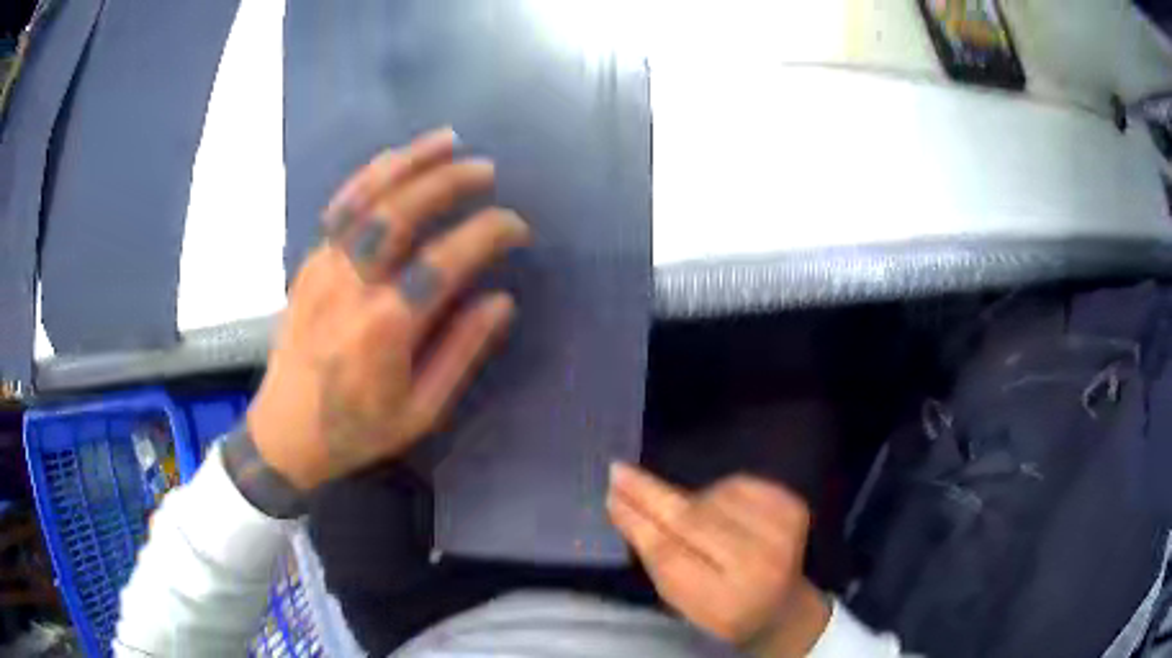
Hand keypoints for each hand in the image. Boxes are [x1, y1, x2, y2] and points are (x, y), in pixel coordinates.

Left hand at [246, 127, 530, 490]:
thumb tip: (501, 300)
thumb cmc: (357, 429)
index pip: (447, 261)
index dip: (488, 234)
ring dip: (409, 161)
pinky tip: (393, 161)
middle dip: (449, 181)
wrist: (285, 433)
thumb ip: (462, 351)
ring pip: (367, 197)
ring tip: (446, 140)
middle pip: (403, 212)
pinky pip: (340, 207)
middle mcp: (352, 285)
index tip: (516, 227)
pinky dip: (370, 176)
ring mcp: (324, 267)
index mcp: (387, 327)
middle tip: (486, 170)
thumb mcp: (421, 410)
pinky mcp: (307, 263)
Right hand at [607, 464, 830, 656]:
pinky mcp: (794, 507)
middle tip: (619, 472)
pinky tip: (724, 515)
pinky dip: (721, 494)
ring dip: (693, 502)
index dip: (639, 523)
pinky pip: (741, 484)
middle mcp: (760, 565)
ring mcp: (783, 532)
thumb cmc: (721, 609)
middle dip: (652, 494)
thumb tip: (623, 504)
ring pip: (714, 497)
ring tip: (697, 525)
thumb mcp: (682, 601)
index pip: (670, 556)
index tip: (612, 496)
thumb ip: (656, 559)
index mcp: (725, 602)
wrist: (781, 606)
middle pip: (693, 520)